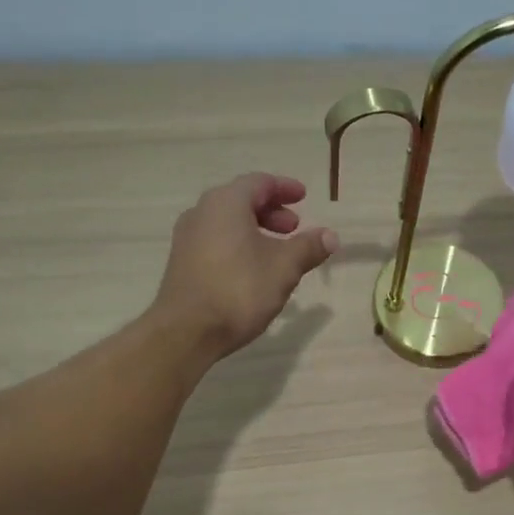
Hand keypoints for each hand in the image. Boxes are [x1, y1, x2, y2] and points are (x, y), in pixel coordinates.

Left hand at [154, 174, 337, 359]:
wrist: (187, 331)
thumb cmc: (239, 290)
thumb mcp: (284, 268)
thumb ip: (308, 247)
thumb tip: (331, 236)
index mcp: (226, 203)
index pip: (259, 183)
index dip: (284, 188)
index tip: (303, 196)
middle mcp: (202, 212)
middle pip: (241, 200)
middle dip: (271, 211)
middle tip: (294, 228)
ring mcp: (187, 238)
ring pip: (228, 222)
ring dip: (256, 229)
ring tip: (278, 252)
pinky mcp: (182, 262)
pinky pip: (216, 241)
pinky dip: (239, 244)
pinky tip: (254, 269)